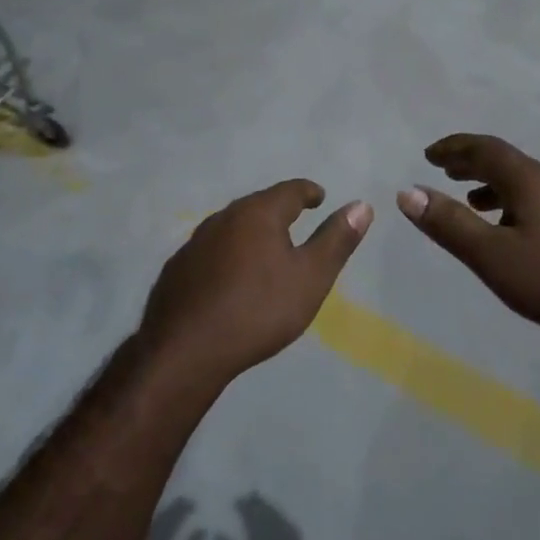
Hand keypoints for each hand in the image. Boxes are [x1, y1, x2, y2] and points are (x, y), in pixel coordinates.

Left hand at [140, 181, 371, 388]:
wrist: (187, 348)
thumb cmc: (259, 310)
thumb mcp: (310, 278)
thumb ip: (336, 240)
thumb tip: (362, 205)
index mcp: (259, 213)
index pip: (290, 190)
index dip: (309, 192)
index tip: (319, 197)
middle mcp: (224, 217)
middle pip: (258, 204)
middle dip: (279, 209)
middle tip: (296, 220)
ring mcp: (196, 241)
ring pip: (232, 226)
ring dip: (251, 231)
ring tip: (266, 248)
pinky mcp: (178, 267)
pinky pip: (211, 250)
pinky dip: (227, 254)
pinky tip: (230, 276)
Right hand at [216, 494, 309, 539]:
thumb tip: (216, 534)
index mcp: (257, 533)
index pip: (248, 512)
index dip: (241, 505)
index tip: (235, 501)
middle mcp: (272, 526)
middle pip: (261, 507)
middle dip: (254, 501)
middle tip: (246, 496)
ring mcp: (286, 529)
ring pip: (273, 510)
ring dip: (265, 504)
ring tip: (258, 501)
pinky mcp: (296, 535)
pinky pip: (284, 517)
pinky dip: (276, 512)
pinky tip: (274, 514)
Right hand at [396, 134, 539, 351]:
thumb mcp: (494, 257)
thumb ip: (450, 224)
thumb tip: (407, 192)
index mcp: (531, 179)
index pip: (485, 148)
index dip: (454, 147)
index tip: (428, 154)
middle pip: (507, 161)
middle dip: (472, 163)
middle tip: (444, 170)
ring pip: (527, 181)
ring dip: (494, 185)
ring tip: (472, 202)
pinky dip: (516, 203)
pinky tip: (515, 231)